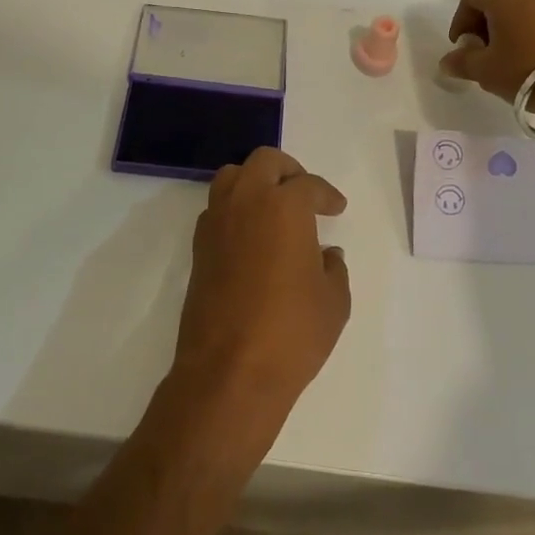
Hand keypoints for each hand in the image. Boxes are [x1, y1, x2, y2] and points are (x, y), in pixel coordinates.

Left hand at [171, 148, 350, 426]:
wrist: (230, 371)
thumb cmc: (292, 332)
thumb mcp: (334, 300)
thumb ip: (333, 268)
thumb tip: (325, 254)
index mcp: (284, 206)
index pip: (308, 184)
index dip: (327, 194)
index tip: (336, 209)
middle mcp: (245, 203)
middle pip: (264, 162)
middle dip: (288, 171)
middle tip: (305, 194)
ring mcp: (216, 224)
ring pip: (231, 178)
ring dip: (255, 183)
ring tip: (274, 208)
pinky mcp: (198, 249)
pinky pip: (217, 209)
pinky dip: (235, 209)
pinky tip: (252, 237)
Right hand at [439, 0, 534, 106]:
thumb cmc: (527, 68)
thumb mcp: (486, 70)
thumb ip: (462, 62)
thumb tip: (447, 62)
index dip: (461, 24)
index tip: (463, 48)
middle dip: (487, 20)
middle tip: (485, 50)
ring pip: (524, 0)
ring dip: (513, 21)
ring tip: (512, 52)